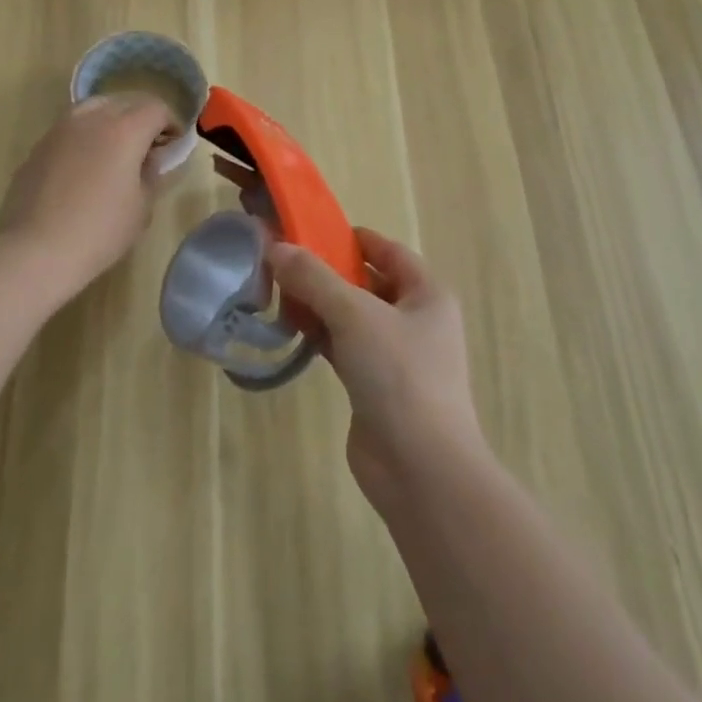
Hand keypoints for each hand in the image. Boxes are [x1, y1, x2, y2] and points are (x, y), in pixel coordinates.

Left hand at [0, 93, 179, 296]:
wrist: (37, 250)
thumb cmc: (100, 230)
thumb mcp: (142, 206)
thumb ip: (151, 173)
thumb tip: (149, 158)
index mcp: (125, 129)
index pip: (156, 109)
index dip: (171, 124)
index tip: (173, 145)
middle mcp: (93, 118)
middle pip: (126, 102)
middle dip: (143, 118)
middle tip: (149, 146)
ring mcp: (61, 129)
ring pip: (95, 107)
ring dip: (112, 120)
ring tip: (115, 149)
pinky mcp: (39, 146)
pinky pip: (71, 127)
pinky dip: (86, 135)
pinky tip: (85, 165)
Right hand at [265, 229, 486, 514]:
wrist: (421, 469)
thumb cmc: (399, 375)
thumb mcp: (355, 315)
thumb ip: (314, 279)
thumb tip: (274, 248)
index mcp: (427, 293)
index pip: (388, 251)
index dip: (351, 239)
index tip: (311, 232)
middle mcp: (416, 319)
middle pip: (366, 283)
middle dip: (326, 273)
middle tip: (282, 264)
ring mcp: (396, 356)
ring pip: (352, 316)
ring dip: (319, 306)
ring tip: (278, 295)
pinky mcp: (375, 385)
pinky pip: (344, 347)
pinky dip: (320, 336)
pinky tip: (292, 331)